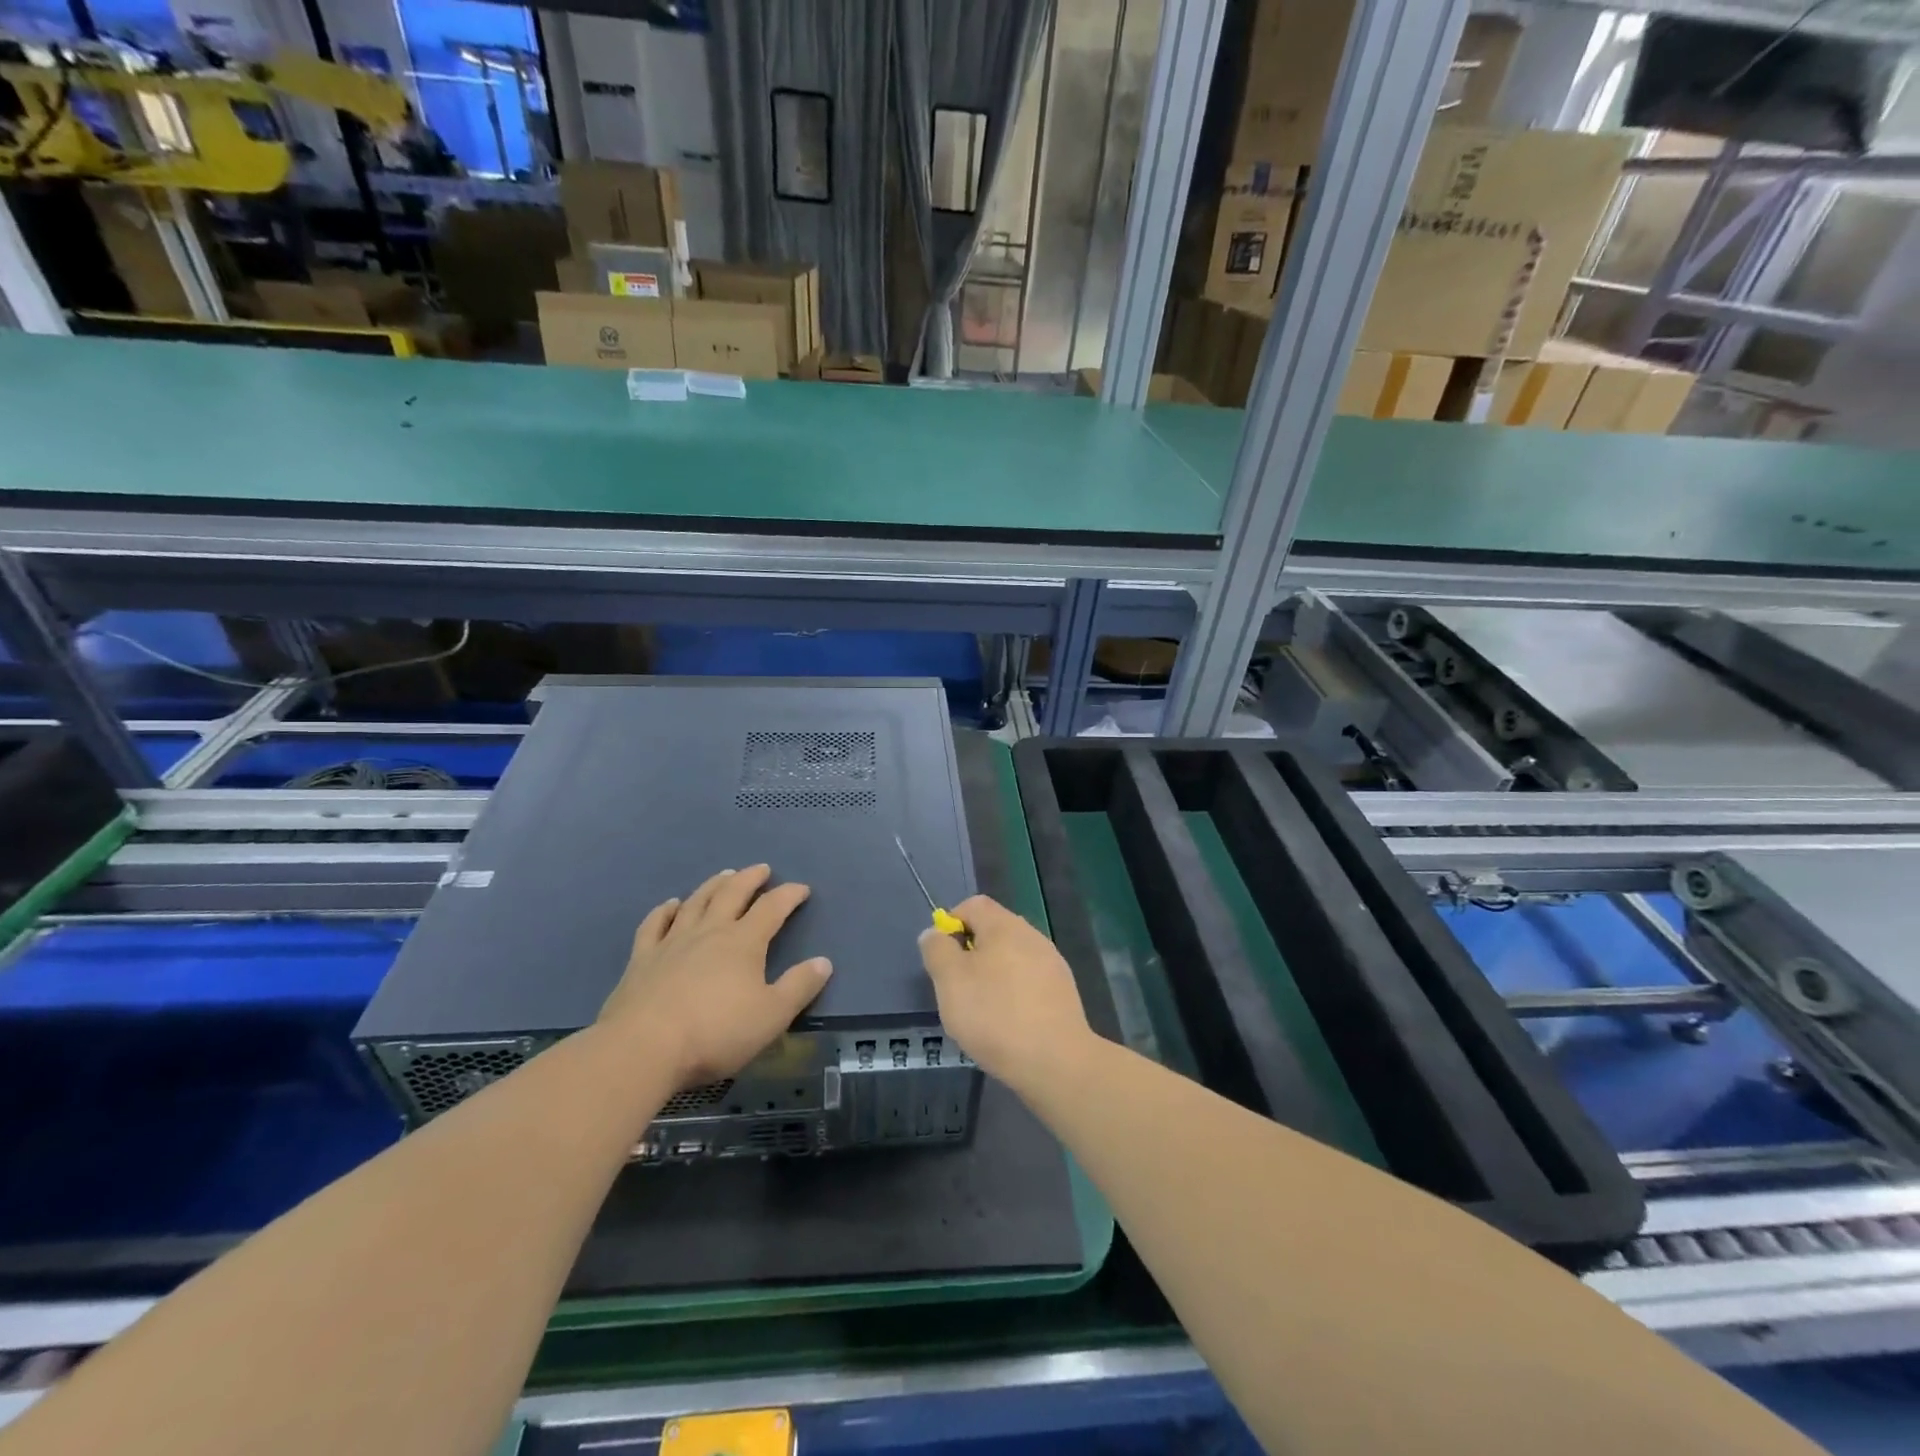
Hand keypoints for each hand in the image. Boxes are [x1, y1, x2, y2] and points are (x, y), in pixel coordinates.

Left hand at [597, 864, 831, 1088]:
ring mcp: (672, 942)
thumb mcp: (771, 1016)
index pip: (772, 908)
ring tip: (724, 876)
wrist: (643, 1048)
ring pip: (696, 902)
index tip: (802, 889)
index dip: (789, 895)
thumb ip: (799, 987)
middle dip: (750, 879)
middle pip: (732, 894)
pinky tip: (670, 905)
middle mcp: (709, 932)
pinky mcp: (642, 959)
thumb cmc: (715, 1033)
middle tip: (762, 869)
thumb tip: (823, 961)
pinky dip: (665, 911)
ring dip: (713, 886)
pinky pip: (655, 924)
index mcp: (743, 942)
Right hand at [917, 895, 1091, 1090]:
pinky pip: (1028, 982)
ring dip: (993, 976)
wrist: (1056, 1061)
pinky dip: (1014, 994)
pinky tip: (1008, 1024)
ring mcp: (1052, 963)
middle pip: (994, 930)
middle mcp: (1032, 936)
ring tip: (982, 1011)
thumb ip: (937, 950)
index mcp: (1004, 925)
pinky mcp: (1062, 991)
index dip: (952, 922)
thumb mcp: (950, 980)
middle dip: (971, 953)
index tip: (942, 957)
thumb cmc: (995, 1015)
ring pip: (1012, 958)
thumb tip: (935, 933)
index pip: (973, 904)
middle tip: (958, 988)